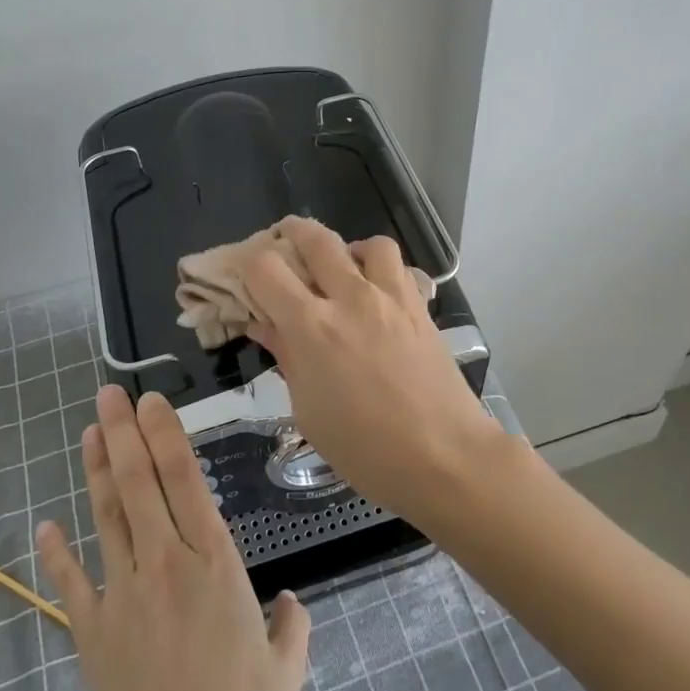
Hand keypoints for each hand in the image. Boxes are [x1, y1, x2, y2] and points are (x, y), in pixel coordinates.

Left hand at [37, 386, 309, 690]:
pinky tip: (44, 525)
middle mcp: (165, 564)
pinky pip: (70, 581)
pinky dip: (56, 552)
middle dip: (123, 433)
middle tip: (109, 394)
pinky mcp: (91, 629)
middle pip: (138, 485)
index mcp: (214, 564)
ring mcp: (123, 593)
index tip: (152, 401)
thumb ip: (292, 625)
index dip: (166, 435)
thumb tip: (290, 601)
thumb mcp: (285, 669)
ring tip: (88, 431)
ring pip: (105, 517)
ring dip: (94, 471)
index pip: (185, 481)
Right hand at [240, 215, 505, 520]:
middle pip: (314, 238)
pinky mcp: (420, 306)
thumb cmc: (366, 449)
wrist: (445, 457)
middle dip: (290, 233)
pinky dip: (380, 268)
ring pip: (365, 242)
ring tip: (340, 270)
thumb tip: (265, 325)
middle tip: (282, 244)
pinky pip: (398, 266)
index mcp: (312, 327)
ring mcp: (391, 298)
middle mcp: (350, 298)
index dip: (247, 264)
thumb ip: (287, 358)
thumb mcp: (308, 411)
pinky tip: (375, 292)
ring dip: (345, 248)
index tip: (244, 276)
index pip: (265, 268)